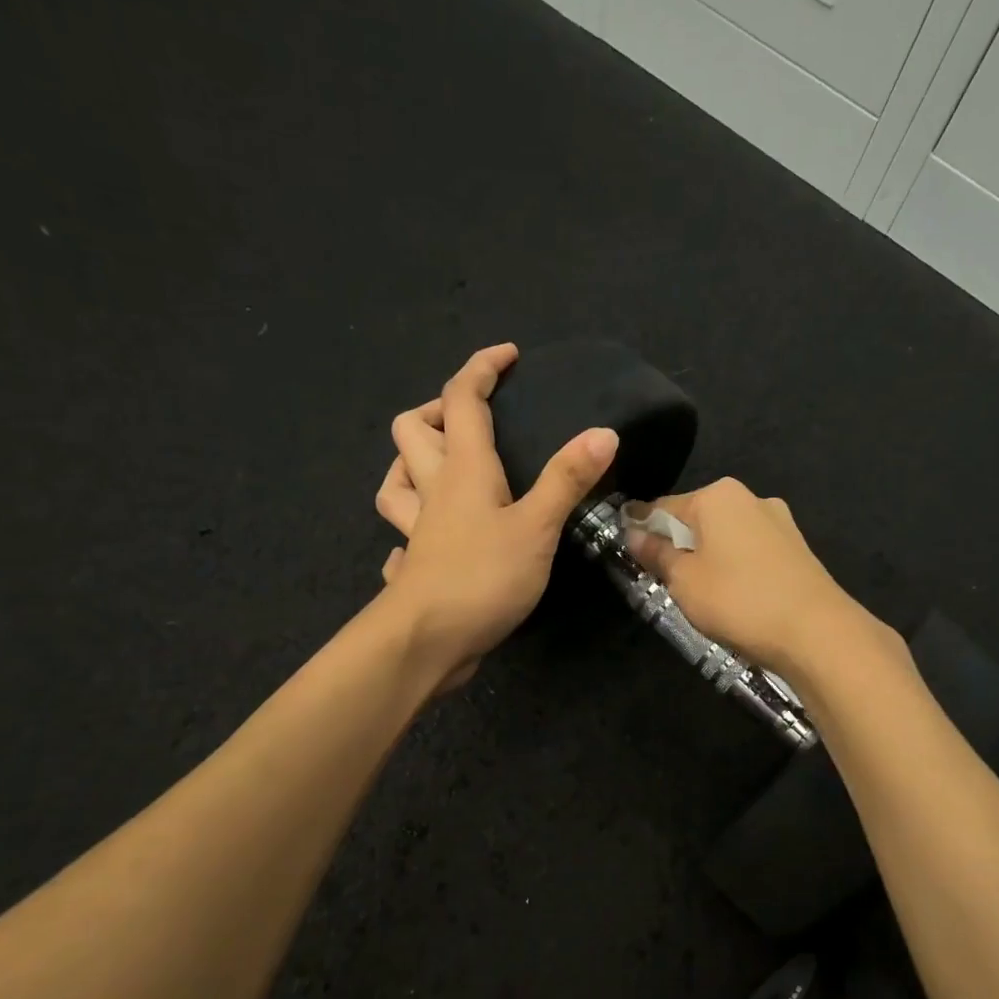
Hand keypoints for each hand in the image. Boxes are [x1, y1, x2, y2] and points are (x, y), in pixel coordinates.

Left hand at [374, 343, 617, 686]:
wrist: (426, 642)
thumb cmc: (483, 577)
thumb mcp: (537, 527)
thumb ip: (567, 479)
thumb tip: (603, 431)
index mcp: (463, 470)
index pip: (462, 399)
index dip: (482, 369)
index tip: (508, 356)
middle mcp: (433, 491)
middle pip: (413, 430)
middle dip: (437, 409)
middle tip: (473, 417)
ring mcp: (417, 531)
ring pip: (395, 481)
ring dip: (411, 463)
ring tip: (442, 467)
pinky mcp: (415, 567)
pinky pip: (404, 537)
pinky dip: (413, 528)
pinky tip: (428, 539)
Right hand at [622, 478, 875, 678]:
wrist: (816, 632)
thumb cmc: (738, 600)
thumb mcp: (684, 580)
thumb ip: (656, 554)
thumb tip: (634, 533)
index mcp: (717, 495)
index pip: (663, 506)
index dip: (641, 528)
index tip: (626, 549)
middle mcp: (750, 497)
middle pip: (697, 518)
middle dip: (677, 543)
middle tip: (662, 578)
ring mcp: (778, 522)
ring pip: (726, 535)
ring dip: (707, 556)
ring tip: (698, 592)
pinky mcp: (797, 548)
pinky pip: (750, 551)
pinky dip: (734, 566)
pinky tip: (733, 594)